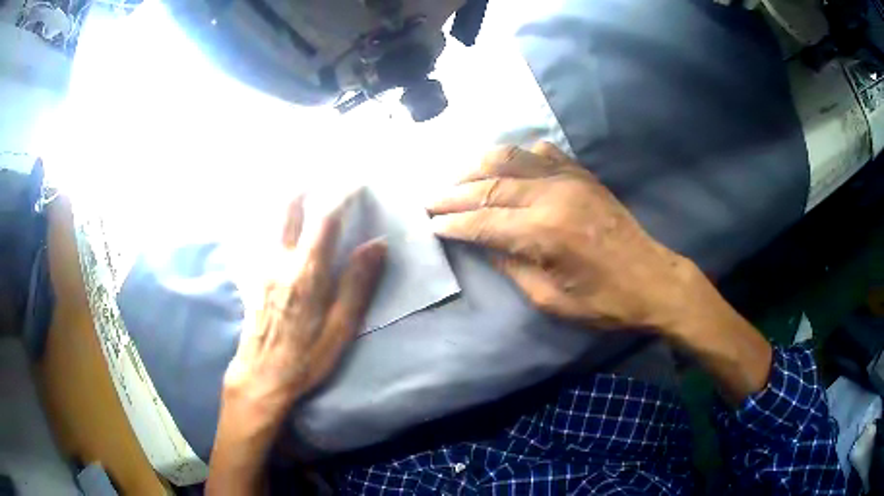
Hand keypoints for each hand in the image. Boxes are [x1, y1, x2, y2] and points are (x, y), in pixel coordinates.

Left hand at [208, 195, 385, 494]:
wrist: (261, 375)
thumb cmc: (306, 357)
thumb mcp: (340, 327)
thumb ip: (357, 283)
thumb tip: (377, 244)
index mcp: (307, 272)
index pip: (325, 219)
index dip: (342, 194)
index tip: (356, 181)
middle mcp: (281, 261)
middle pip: (289, 209)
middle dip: (306, 185)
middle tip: (322, 173)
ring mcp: (263, 267)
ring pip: (275, 220)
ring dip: (291, 200)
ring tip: (305, 188)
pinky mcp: (255, 277)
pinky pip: (267, 237)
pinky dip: (278, 222)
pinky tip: (284, 225)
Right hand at [428, 143, 771, 404]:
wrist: (653, 279)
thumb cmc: (603, 301)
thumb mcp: (550, 299)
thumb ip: (511, 266)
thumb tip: (482, 243)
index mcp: (544, 233)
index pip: (483, 221)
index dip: (453, 223)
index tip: (430, 223)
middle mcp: (553, 196)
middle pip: (490, 185)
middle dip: (454, 193)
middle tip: (430, 199)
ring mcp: (570, 179)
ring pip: (512, 159)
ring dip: (479, 166)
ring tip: (457, 176)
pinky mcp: (583, 175)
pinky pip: (544, 153)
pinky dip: (519, 154)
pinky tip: (508, 164)